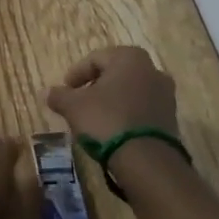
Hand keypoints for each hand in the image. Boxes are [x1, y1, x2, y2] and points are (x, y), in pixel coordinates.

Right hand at [46, 45, 177, 144]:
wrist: (148, 161)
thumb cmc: (107, 120)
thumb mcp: (74, 107)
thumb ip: (59, 96)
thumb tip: (47, 92)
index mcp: (129, 57)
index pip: (95, 59)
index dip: (76, 75)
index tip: (65, 91)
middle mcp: (152, 69)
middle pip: (115, 74)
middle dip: (96, 87)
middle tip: (79, 103)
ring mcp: (165, 95)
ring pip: (130, 92)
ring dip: (113, 102)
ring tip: (96, 120)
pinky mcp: (171, 119)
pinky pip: (143, 110)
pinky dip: (127, 116)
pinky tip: (114, 132)